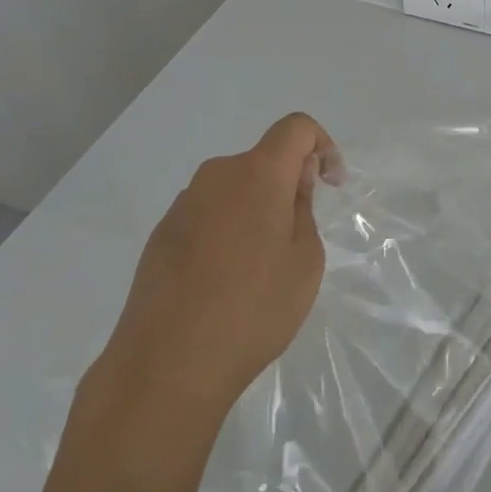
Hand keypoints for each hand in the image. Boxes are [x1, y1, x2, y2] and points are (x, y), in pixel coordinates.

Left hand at [77, 113, 341, 449]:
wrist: (167, 364)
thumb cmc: (253, 309)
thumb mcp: (305, 262)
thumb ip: (303, 210)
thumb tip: (293, 183)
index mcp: (257, 174)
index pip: (296, 127)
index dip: (322, 145)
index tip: (330, 186)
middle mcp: (216, 176)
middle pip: (263, 160)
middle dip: (288, 185)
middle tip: (298, 237)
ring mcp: (183, 205)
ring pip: (234, 189)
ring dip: (256, 209)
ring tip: (261, 266)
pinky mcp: (161, 234)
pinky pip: (208, 215)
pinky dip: (227, 230)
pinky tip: (225, 280)